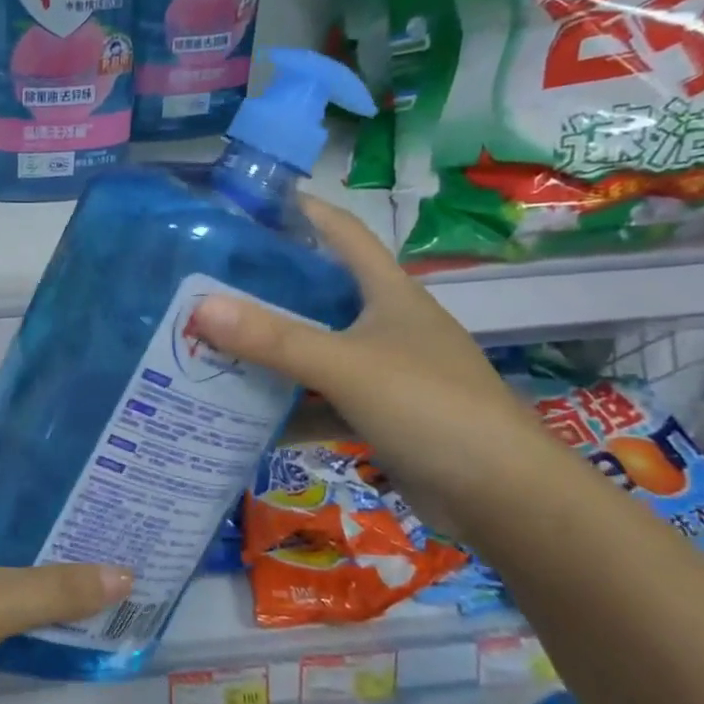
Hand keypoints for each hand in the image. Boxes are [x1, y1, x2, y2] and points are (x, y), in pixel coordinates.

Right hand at [189, 196, 580, 529]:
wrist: (503, 498)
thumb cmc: (432, 408)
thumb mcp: (347, 366)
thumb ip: (275, 339)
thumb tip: (199, 308)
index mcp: (388, 293)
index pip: (342, 232)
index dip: (300, 211)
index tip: (245, 205)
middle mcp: (385, 324)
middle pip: (318, 294)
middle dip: (265, 289)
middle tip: (204, 286)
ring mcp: (383, 372)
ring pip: (315, 352)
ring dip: (270, 353)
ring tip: (209, 347)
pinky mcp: (379, 416)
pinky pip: (320, 403)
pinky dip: (287, 409)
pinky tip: (244, 416)